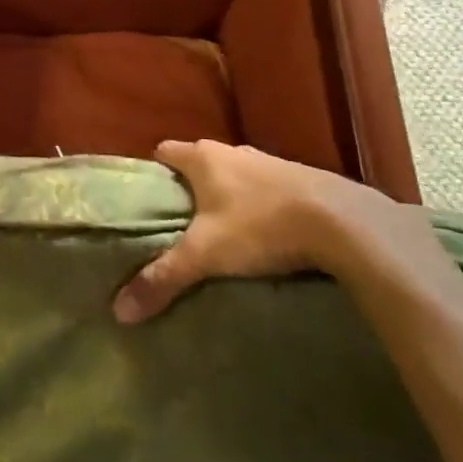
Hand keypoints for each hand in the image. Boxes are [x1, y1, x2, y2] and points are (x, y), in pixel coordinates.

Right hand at [111, 140, 397, 323]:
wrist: (343, 221)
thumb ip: (163, 277)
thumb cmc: (260, 226)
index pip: (164, 151)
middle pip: (199, 163)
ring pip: (235, 175)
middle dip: (189, 189)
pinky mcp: (302, 178)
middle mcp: (233, 151)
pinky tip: (266, 235)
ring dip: (227, 197)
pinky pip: (267, 188)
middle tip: (180, 226)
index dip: (153, 173)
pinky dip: (260, 205)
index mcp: (203, 157)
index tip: (148, 202)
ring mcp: (270, 162)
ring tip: (222, 234)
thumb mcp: (206, 255)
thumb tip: (119, 310)